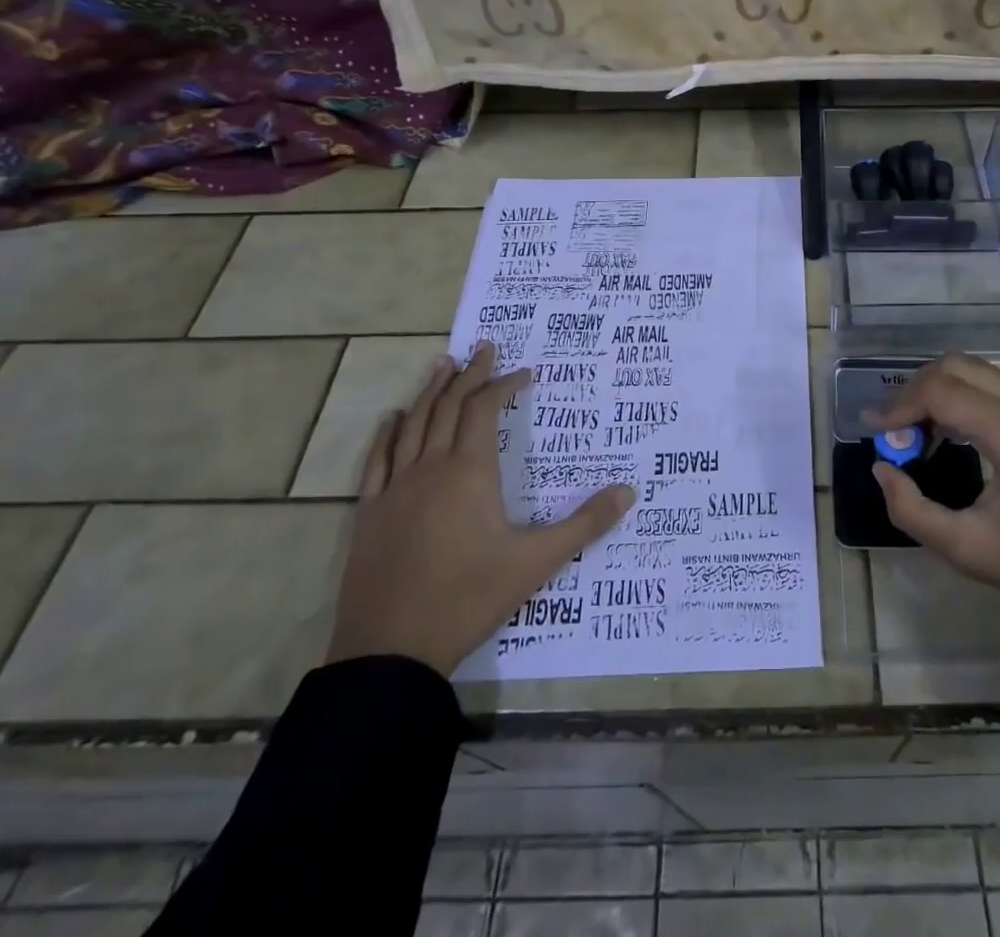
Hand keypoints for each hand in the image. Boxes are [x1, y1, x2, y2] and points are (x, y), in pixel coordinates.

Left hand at [326, 342, 635, 675]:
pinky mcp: (370, 513)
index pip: (485, 410)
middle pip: (449, 407)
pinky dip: (388, 433)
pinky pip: (378, 460)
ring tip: (443, 364)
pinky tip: (393, 418)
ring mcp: (395, 489)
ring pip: (414, 424)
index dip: (504, 385)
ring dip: (431, 392)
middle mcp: (431, 468)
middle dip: (470, 376)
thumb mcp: (537, 562)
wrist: (391, 651)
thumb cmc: (469, 598)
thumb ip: (585, 524)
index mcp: (470, 472)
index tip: (524, 373)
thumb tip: (629, 491)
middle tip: (484, 348)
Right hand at [865, 354, 999, 725]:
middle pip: (957, 367)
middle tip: (892, 430)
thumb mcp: (967, 549)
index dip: (899, 405)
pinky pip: (996, 388)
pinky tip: (950, 435)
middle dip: (915, 391)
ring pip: (977, 372)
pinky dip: (963, 399)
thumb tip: (882, 469)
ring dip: (939, 392)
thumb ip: (911, 509)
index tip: (872, 430)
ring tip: (915, 435)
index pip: (942, 390)